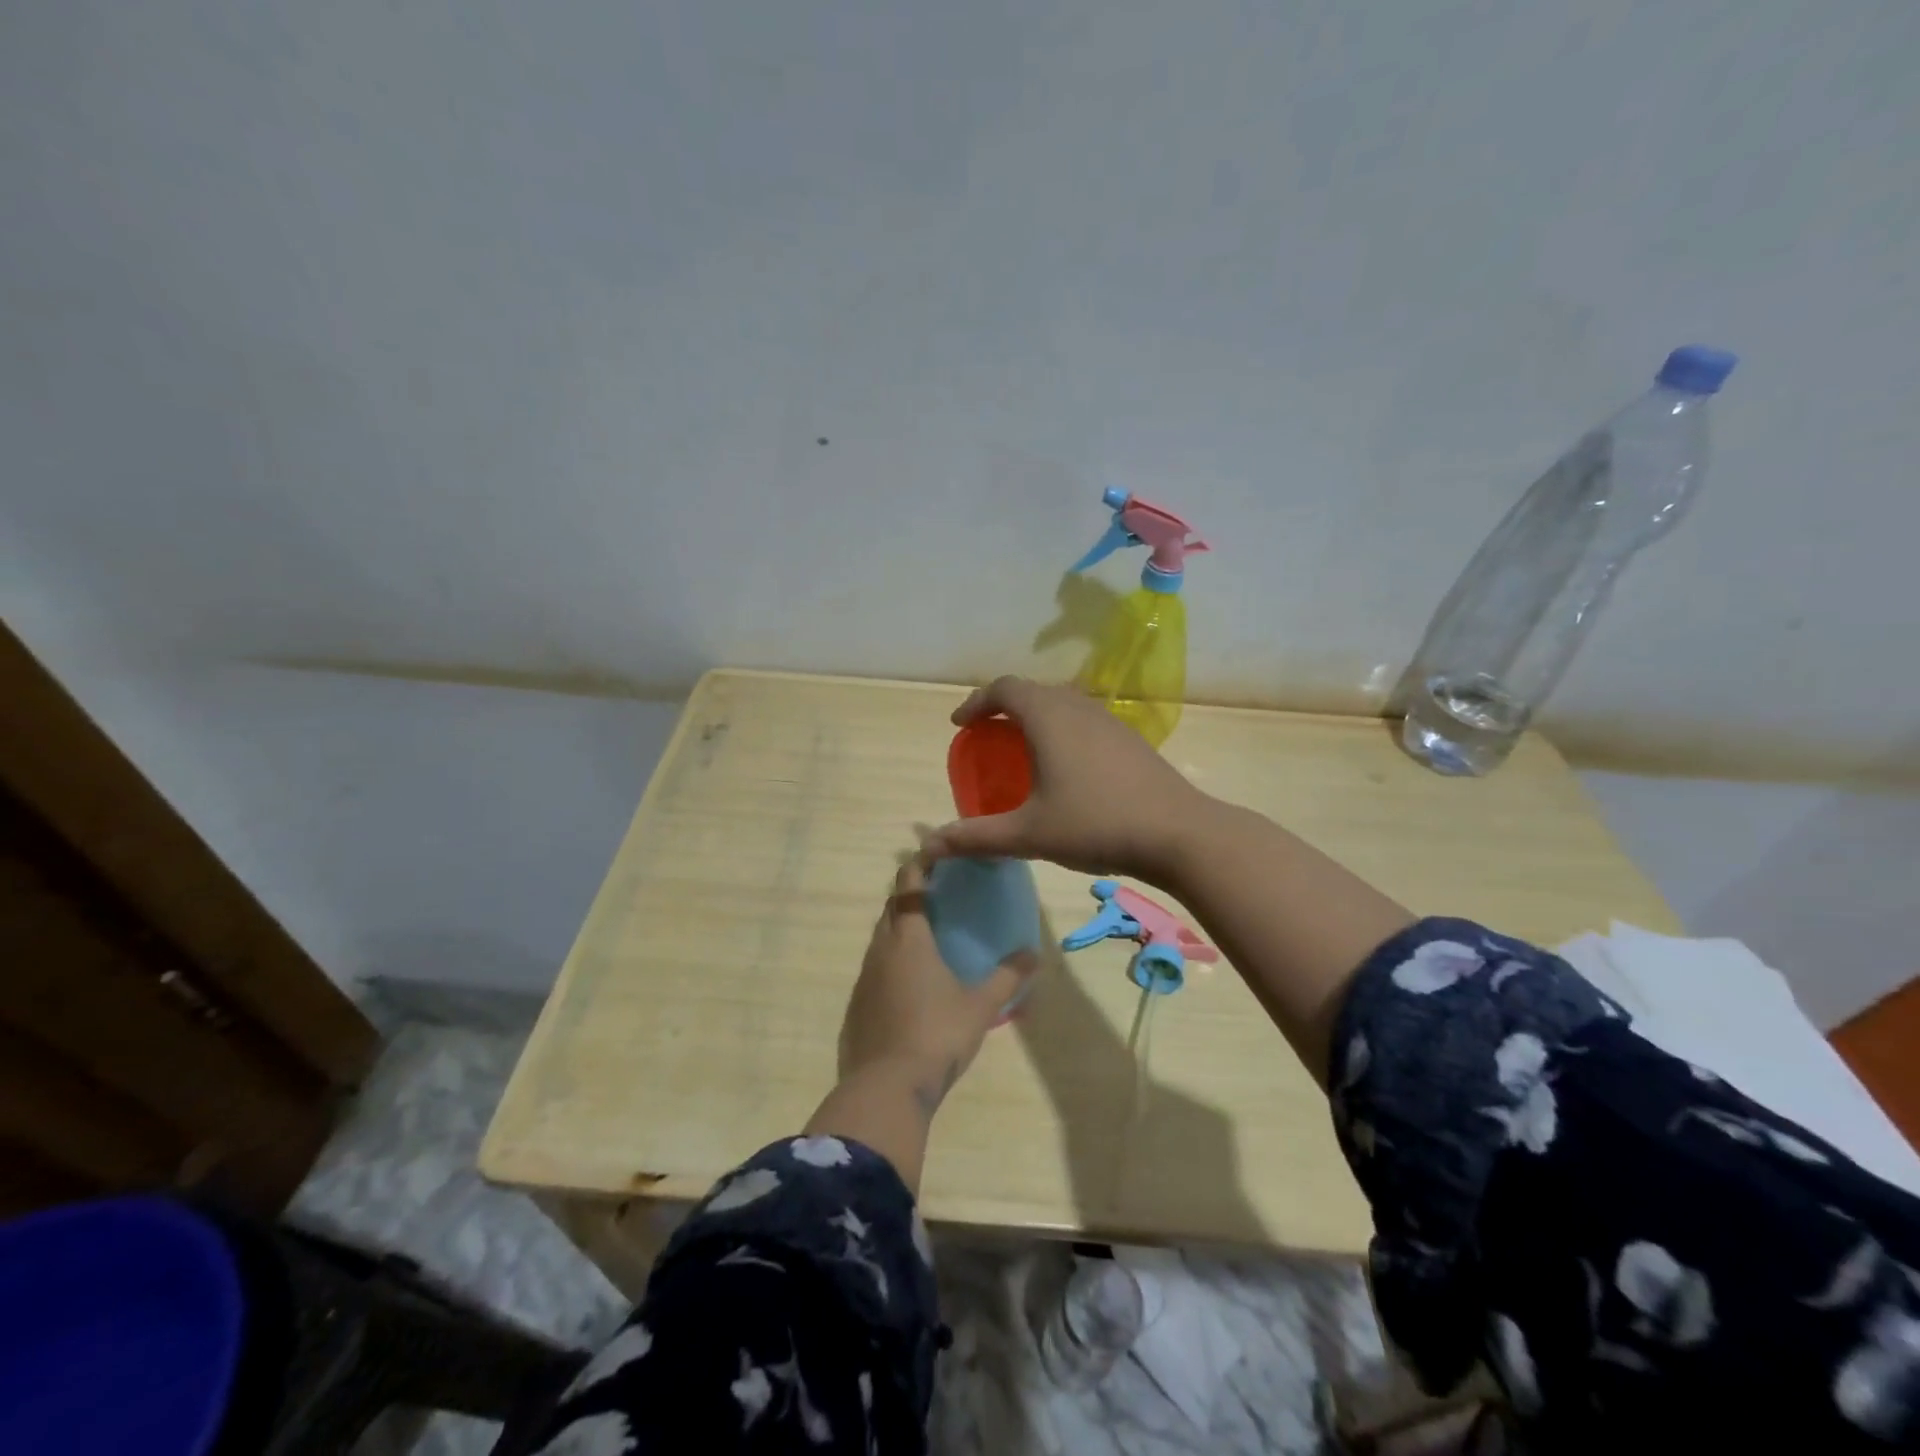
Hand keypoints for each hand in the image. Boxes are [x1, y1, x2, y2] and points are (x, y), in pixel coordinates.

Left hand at [839, 861, 1033, 1114]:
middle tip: (938, 892)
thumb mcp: (980, 1007)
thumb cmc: (936, 1036)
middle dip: (910, 894)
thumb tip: (1033, 954)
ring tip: (927, 934)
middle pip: (891, 908)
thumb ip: (1007, 977)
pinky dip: (891, 959)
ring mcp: (865, 977)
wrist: (886, 1088)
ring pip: (880, 937)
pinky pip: (874, 966)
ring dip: (899, 927)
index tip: (934, 853)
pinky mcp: (857, 1003)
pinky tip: (910, 979)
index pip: (908, 885)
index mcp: (909, 939)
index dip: (919, 865)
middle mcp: (881, 949)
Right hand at [919, 676, 1209, 883]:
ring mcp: (1109, 721)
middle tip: (987, 737)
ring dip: (1036, 717)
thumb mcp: (1028, 834)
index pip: (1004, 689)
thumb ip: (976, 837)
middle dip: (1004, 708)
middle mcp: (1078, 708)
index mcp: (1049, 718)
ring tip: (1022, 750)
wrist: (1178, 834)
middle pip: (1033, 691)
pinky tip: (1066, 769)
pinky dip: (1062, 730)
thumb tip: (929, 845)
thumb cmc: (1096, 825)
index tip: (960, 725)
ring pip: (1062, 704)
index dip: (977, 702)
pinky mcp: (1131, 739)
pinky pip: (1084, 720)